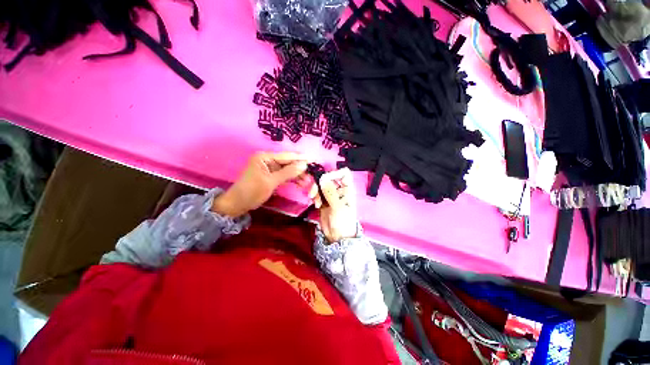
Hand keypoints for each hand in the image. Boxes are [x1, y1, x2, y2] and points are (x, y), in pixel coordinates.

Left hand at [212, 152, 309, 216]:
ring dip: (297, 175)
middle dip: (300, 169)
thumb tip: (304, 165)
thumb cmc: (252, 192)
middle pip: (288, 163)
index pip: (287, 156)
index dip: (301, 158)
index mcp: (265, 157)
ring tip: (308, 181)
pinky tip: (301, 183)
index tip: (314, 159)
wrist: (238, 204)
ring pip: (288, 169)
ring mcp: (270, 168)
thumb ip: (288, 173)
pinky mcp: (271, 175)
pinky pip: (284, 175)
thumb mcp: (271, 182)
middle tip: (312, 174)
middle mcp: (268, 160)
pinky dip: (292, 179)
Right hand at [309, 168, 358, 243]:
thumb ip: (330, 192)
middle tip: (314, 192)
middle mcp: (339, 189)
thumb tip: (323, 178)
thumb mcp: (338, 207)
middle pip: (329, 177)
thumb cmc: (343, 222)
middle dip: (320, 183)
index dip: (334, 173)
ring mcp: (331, 194)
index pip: (343, 173)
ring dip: (316, 190)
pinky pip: (317, 193)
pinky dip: (315, 196)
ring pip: (321, 184)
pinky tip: (316, 205)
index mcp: (348, 189)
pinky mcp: (323, 200)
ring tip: (315, 201)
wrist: (337, 237)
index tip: (325, 179)